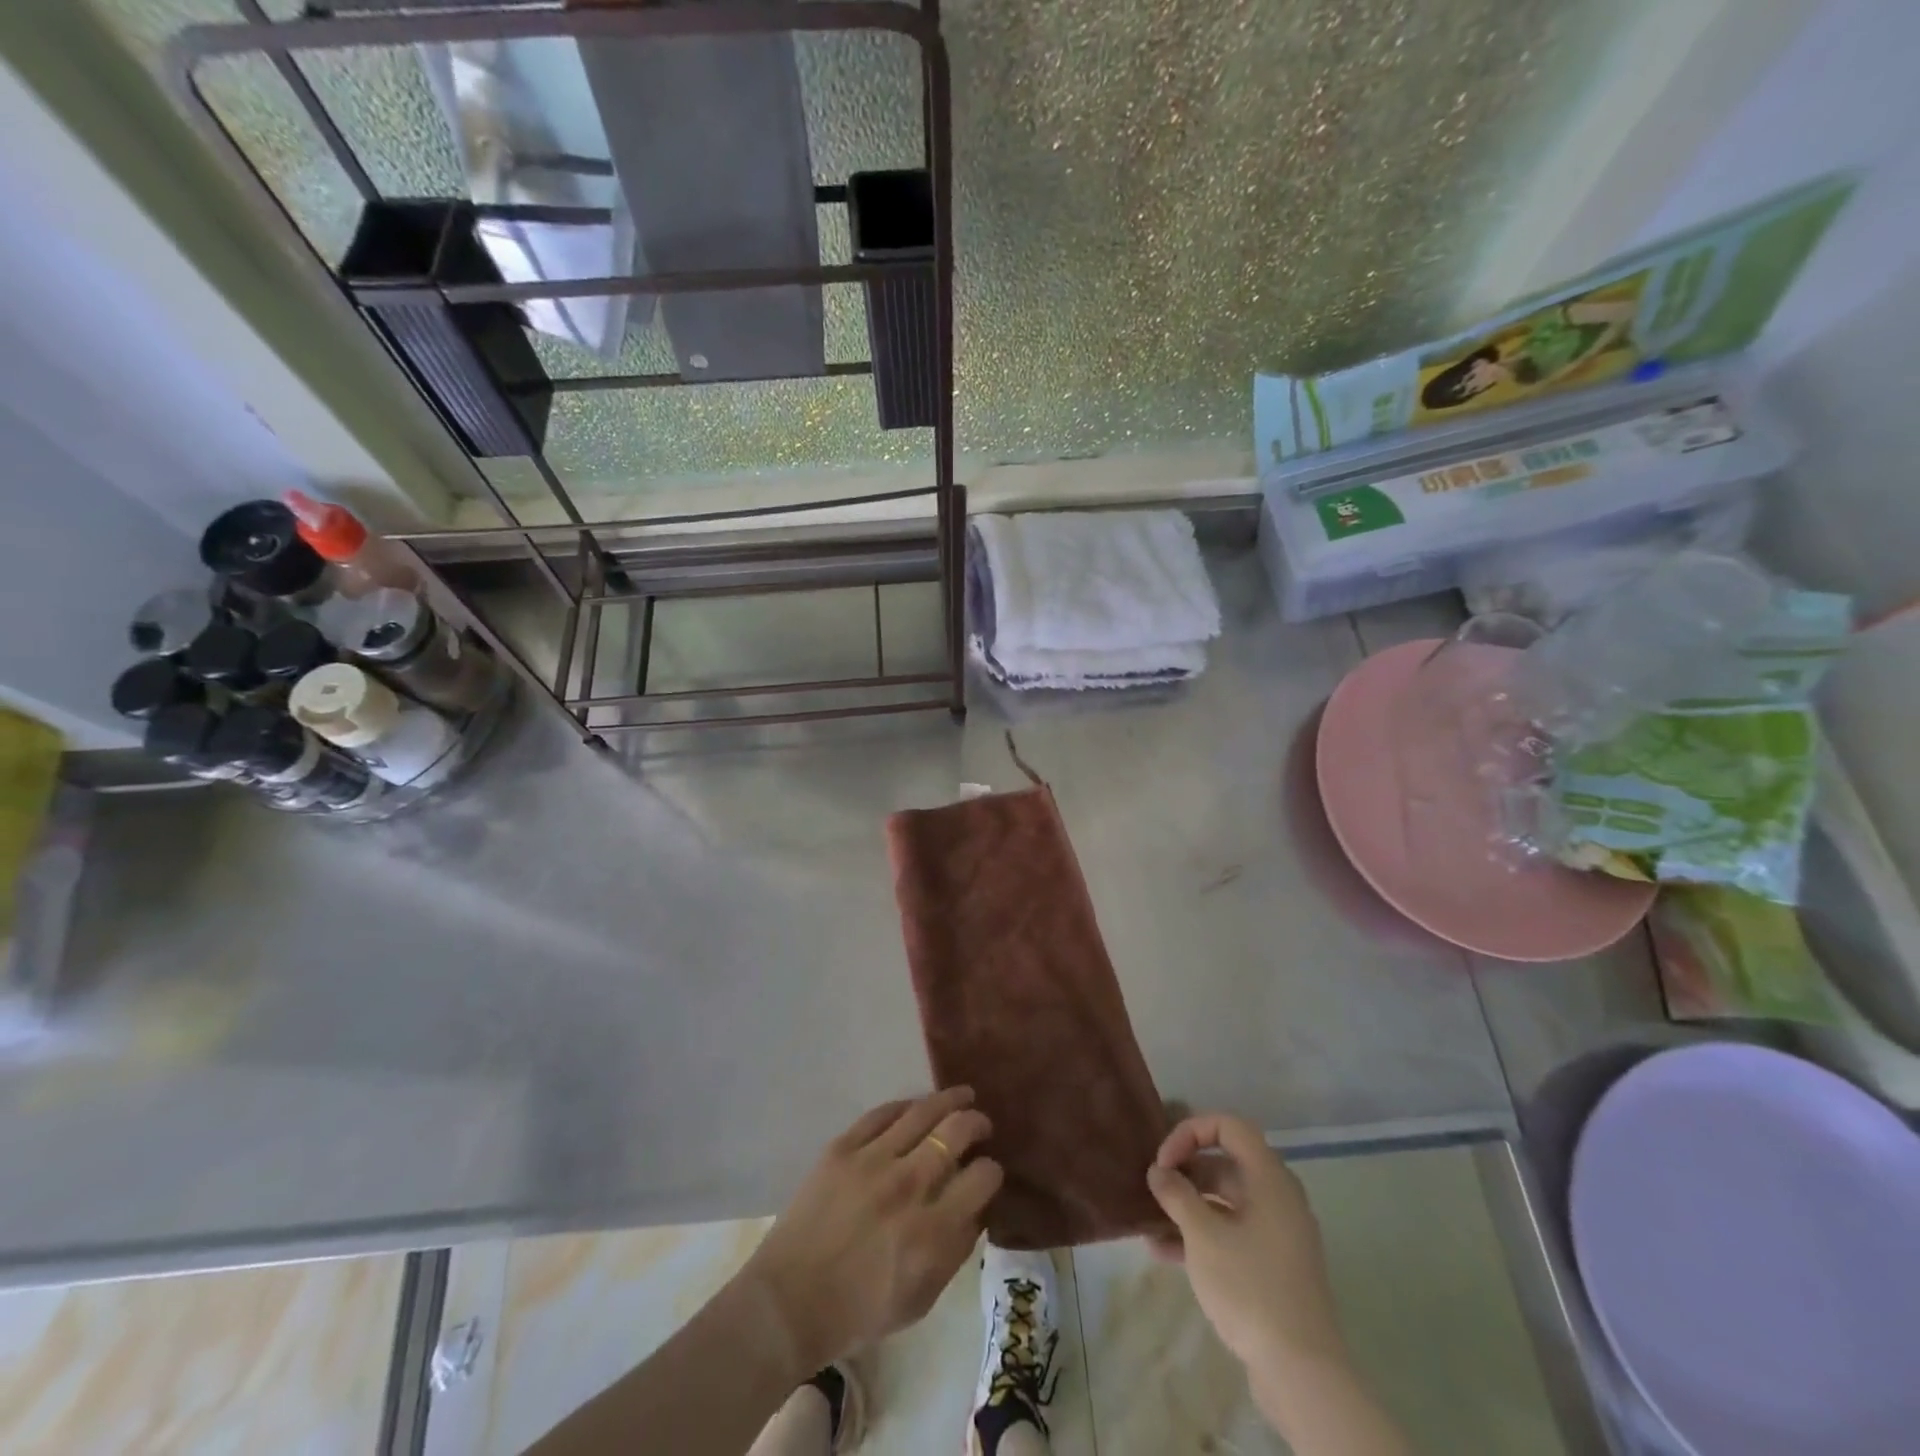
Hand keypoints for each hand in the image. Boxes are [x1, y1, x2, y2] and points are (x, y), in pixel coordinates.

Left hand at [739, 1087, 1002, 1374]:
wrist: (789, 1301)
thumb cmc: (859, 1311)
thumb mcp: (921, 1299)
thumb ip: (955, 1251)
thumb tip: (977, 1207)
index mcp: (930, 1232)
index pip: (981, 1178)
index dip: (992, 1171)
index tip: (989, 1171)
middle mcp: (907, 1187)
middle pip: (956, 1132)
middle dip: (977, 1122)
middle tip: (982, 1124)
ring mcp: (872, 1161)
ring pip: (922, 1111)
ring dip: (949, 1099)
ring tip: (962, 1095)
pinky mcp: (842, 1147)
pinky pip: (882, 1113)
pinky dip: (905, 1106)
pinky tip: (916, 1107)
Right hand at [1145, 1112, 1344, 1371]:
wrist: (1302, 1372)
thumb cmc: (1251, 1286)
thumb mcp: (1203, 1235)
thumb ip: (1177, 1195)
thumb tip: (1159, 1171)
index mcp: (1269, 1178)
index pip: (1229, 1126)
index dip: (1191, 1133)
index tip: (1164, 1161)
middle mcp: (1277, 1197)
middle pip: (1225, 1164)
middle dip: (1185, 1172)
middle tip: (1154, 1190)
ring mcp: (1277, 1233)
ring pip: (1225, 1202)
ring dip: (1188, 1207)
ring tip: (1151, 1223)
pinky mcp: (1273, 1265)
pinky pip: (1232, 1232)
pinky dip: (1202, 1235)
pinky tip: (1165, 1254)